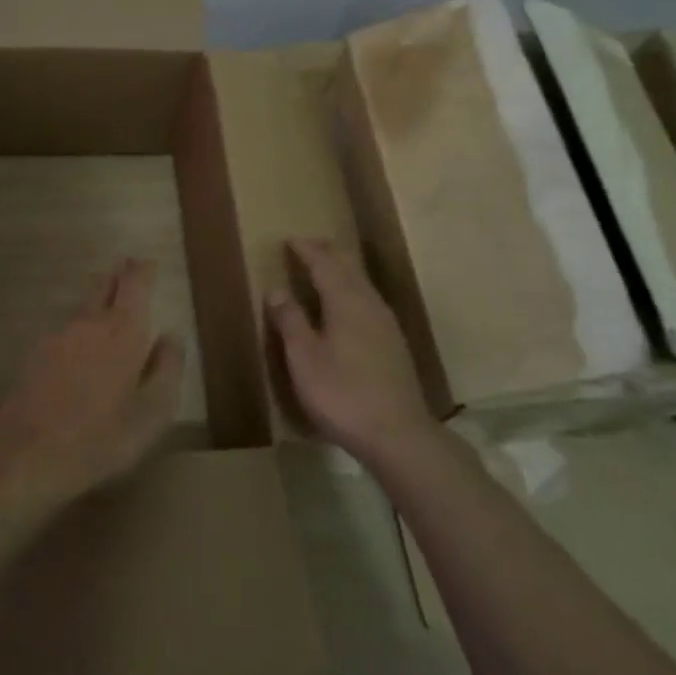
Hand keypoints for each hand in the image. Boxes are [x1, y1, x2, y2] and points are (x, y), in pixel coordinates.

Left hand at [0, 257, 182, 513]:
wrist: (28, 456)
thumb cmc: (102, 437)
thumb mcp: (152, 412)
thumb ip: (167, 369)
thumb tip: (171, 337)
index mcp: (122, 331)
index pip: (134, 284)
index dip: (142, 270)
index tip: (148, 263)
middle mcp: (88, 323)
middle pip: (103, 286)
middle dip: (118, 275)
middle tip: (128, 268)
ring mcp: (57, 337)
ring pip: (82, 306)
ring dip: (97, 298)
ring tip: (108, 300)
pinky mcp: (36, 355)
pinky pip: (65, 329)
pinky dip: (79, 325)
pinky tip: (81, 343)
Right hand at [267, 237, 435, 463]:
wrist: (399, 434)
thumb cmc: (342, 394)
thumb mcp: (304, 359)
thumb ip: (290, 321)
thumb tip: (276, 289)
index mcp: (346, 301)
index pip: (324, 264)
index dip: (306, 250)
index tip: (289, 240)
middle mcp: (370, 304)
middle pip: (349, 267)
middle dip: (327, 253)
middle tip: (308, 245)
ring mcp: (386, 324)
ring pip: (362, 283)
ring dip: (342, 270)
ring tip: (325, 268)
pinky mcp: (394, 344)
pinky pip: (369, 301)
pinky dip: (352, 290)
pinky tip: (348, 306)